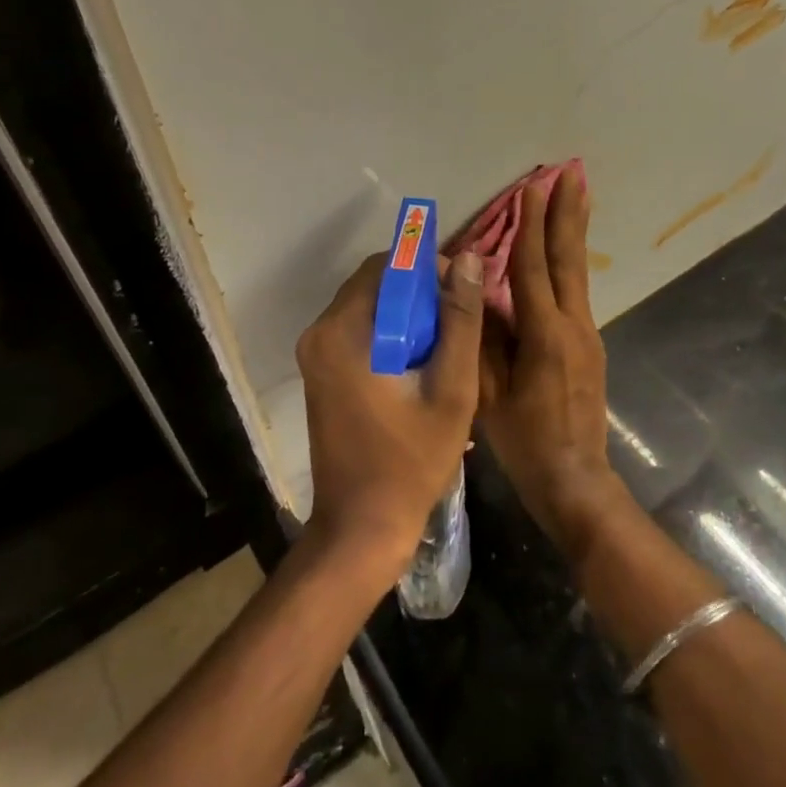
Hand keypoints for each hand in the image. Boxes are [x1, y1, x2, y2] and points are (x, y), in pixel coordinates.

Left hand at [295, 249, 485, 587]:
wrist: (361, 528)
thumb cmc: (411, 461)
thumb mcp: (451, 388)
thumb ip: (461, 320)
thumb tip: (470, 258)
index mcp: (343, 331)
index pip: (387, 266)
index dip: (429, 270)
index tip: (462, 297)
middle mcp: (319, 333)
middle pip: (376, 284)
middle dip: (420, 295)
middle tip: (458, 327)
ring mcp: (315, 354)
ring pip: (370, 307)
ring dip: (409, 317)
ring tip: (445, 350)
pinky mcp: (320, 373)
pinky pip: (360, 332)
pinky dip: (391, 335)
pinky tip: (420, 367)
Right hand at [476, 167, 625, 557]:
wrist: (576, 480)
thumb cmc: (525, 441)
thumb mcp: (488, 392)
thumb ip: (481, 339)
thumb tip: (473, 291)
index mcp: (545, 335)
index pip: (534, 267)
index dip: (531, 225)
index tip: (532, 187)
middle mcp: (573, 326)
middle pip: (568, 259)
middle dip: (567, 213)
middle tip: (572, 173)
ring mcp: (587, 335)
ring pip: (578, 272)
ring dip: (574, 231)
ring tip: (578, 195)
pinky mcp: (589, 346)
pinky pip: (576, 292)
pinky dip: (570, 261)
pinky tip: (565, 251)